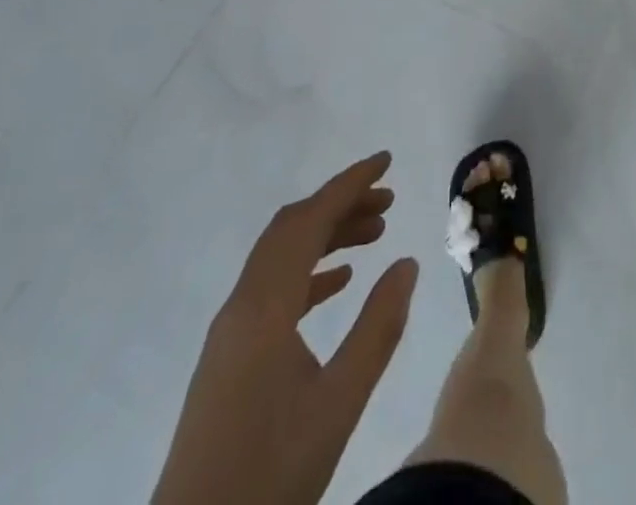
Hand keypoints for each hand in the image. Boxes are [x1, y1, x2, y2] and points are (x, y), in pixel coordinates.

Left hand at [152, 153, 419, 504]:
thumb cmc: (269, 474)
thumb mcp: (339, 402)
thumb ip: (378, 327)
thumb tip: (407, 263)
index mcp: (265, 306)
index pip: (310, 220)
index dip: (349, 184)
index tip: (386, 161)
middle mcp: (242, 305)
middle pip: (293, 229)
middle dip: (341, 204)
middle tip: (388, 201)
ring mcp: (231, 331)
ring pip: (282, 256)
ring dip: (326, 235)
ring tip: (375, 234)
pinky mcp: (229, 356)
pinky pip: (273, 288)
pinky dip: (309, 271)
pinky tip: (339, 283)